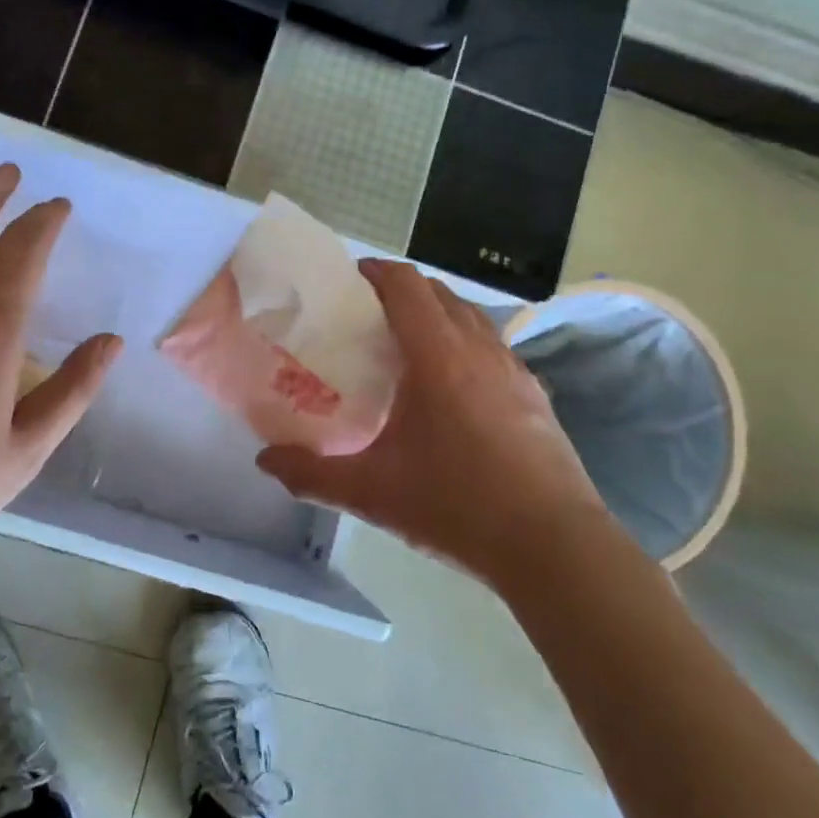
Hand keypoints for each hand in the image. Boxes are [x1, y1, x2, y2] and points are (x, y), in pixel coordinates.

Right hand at [256, 260, 602, 579]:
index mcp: (437, 356)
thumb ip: (312, 474)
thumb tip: (264, 460)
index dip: (375, 272)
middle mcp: (479, 348)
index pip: (406, 285)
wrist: (555, 546)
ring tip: (408, 343)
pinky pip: (493, 345)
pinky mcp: (535, 393)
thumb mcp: (372, 493)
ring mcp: (514, 368)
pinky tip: (454, 385)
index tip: (348, 280)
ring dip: (437, 313)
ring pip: (471, 316)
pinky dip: (466, 342)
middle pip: (438, 292)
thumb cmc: (457, 506)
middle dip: (401, 290)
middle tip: (367, 315)